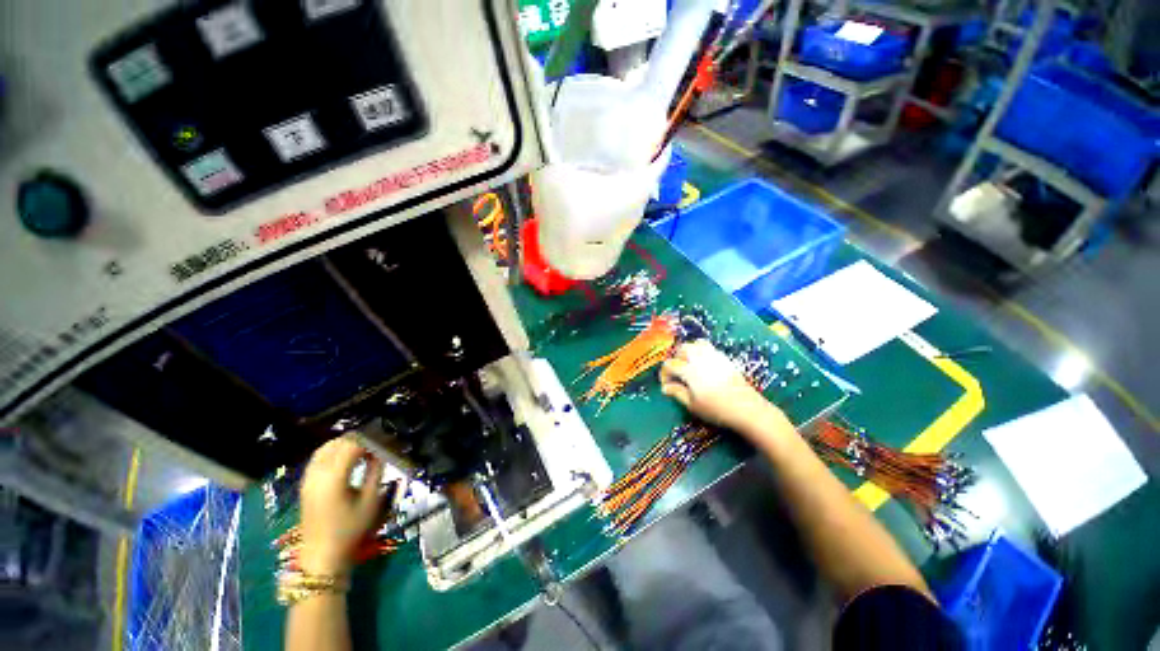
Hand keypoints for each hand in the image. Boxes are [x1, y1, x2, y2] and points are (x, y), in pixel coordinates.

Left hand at [298, 436, 384, 575]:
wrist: (322, 555)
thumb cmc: (350, 530)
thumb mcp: (370, 500)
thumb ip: (376, 470)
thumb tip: (382, 452)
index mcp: (334, 477)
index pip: (354, 444)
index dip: (373, 438)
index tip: (388, 440)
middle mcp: (317, 473)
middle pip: (339, 442)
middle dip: (361, 438)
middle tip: (379, 443)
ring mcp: (308, 478)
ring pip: (327, 447)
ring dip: (347, 443)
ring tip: (365, 448)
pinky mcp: (305, 483)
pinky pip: (319, 457)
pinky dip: (335, 451)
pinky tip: (348, 458)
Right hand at [659, 340, 786, 435]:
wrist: (748, 409)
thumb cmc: (717, 409)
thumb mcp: (693, 405)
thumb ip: (677, 393)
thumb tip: (665, 387)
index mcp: (689, 370)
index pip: (670, 365)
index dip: (664, 374)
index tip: (666, 385)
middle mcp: (700, 359)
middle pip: (682, 349)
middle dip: (676, 359)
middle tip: (677, 373)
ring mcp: (713, 356)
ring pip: (695, 344)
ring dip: (688, 351)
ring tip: (689, 364)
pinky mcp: (724, 358)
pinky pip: (708, 347)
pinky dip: (701, 351)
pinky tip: (703, 365)